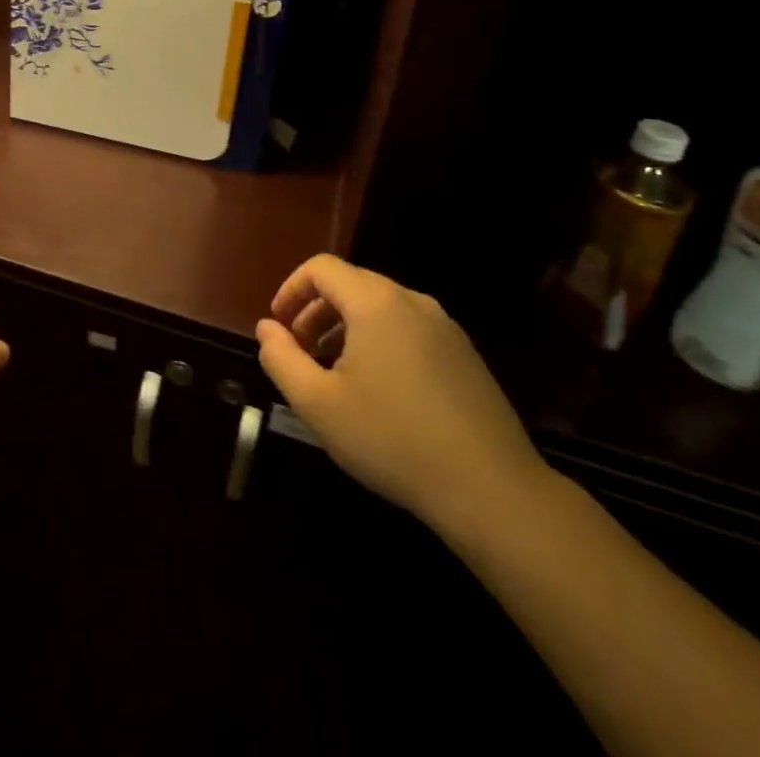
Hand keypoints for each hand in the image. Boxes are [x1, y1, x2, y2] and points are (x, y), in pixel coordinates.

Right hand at [256, 254, 550, 536]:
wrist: (492, 491)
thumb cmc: (393, 440)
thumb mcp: (318, 404)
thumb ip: (281, 358)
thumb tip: (267, 328)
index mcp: (375, 302)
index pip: (321, 268)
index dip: (291, 290)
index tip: (278, 327)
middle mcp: (412, 301)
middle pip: (351, 285)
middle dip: (316, 312)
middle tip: (301, 354)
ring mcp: (445, 327)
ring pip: (381, 309)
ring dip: (346, 329)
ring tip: (335, 375)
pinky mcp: (465, 355)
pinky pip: (409, 330)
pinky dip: (380, 343)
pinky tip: (379, 393)